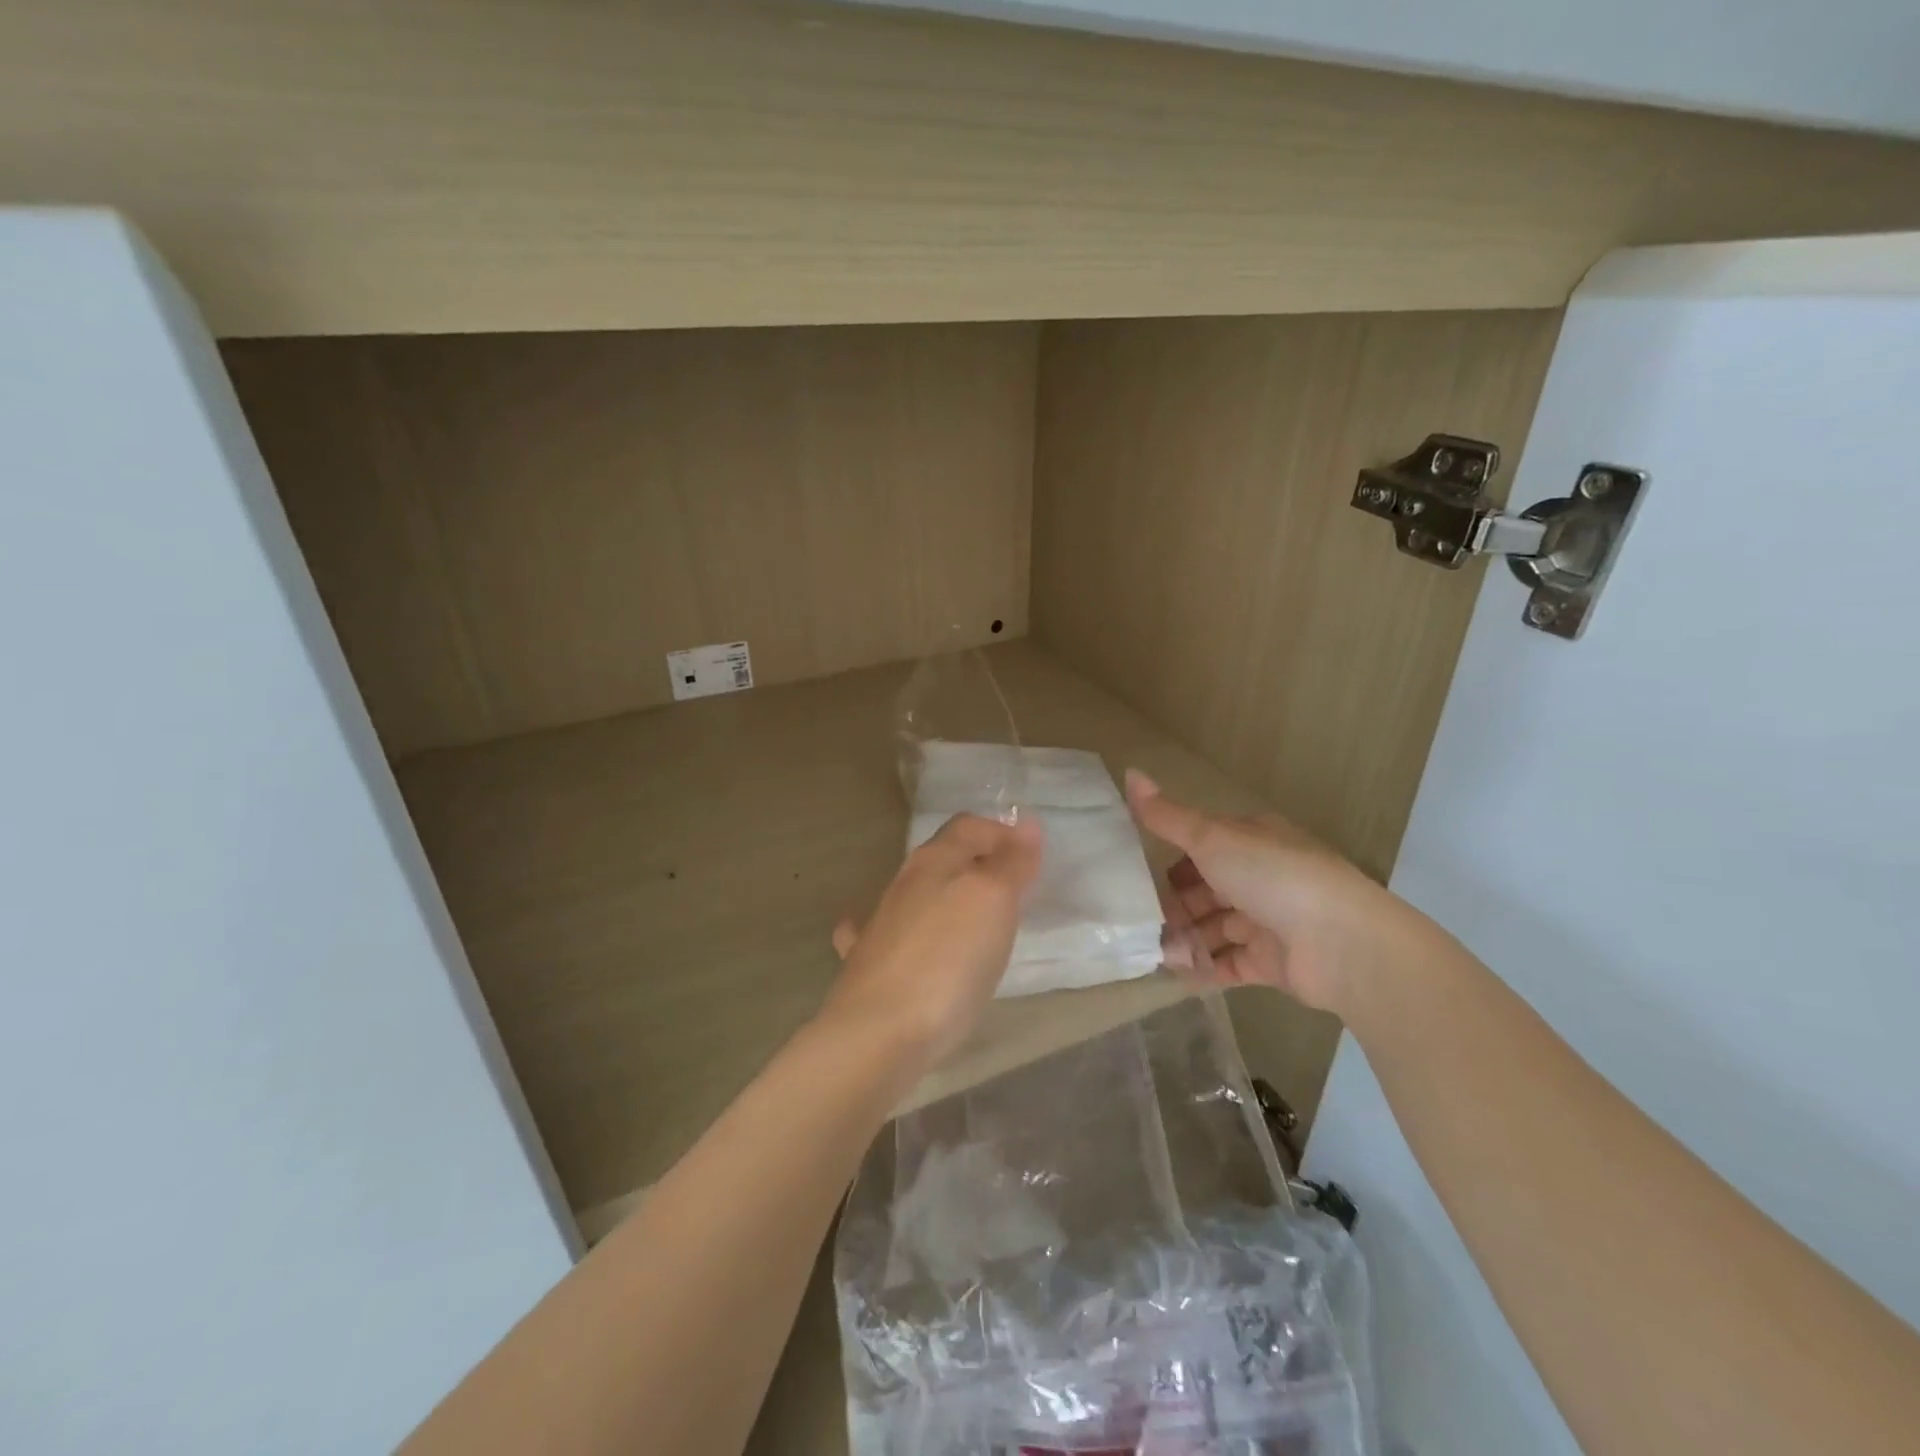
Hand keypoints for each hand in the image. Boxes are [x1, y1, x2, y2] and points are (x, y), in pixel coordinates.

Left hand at [821, 812, 1042, 1069]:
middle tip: (1014, 892)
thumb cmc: (947, 960)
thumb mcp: (993, 901)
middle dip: (978, 865)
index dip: (1001, 833)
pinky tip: (914, 946)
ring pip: (918, 893)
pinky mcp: (867, 964)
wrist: (879, 1033)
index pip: (968, 826)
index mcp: (933, 861)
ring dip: (947, 897)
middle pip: (943, 857)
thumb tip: (1027, 823)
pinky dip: (910, 931)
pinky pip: (891, 934)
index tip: (1032, 858)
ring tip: (977, 923)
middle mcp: (902, 884)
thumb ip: (1010, 862)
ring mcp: (879, 924)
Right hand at [1126, 769, 1414, 1016]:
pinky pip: (1229, 964)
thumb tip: (1128, 772)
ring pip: (1215, 929)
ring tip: (1153, 953)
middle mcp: (1261, 878)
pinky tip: (1175, 975)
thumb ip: (1167, 816)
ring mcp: (1269, 922)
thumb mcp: (1211, 838)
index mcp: (1251, 841)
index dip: (1172, 862)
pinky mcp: (1273, 963)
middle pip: (1207, 891)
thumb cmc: (1272, 876)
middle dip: (1175, 906)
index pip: (1203, 848)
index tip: (1139, 880)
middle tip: (1141, 923)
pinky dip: (1204, 968)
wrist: (1342, 943)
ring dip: (1185, 939)